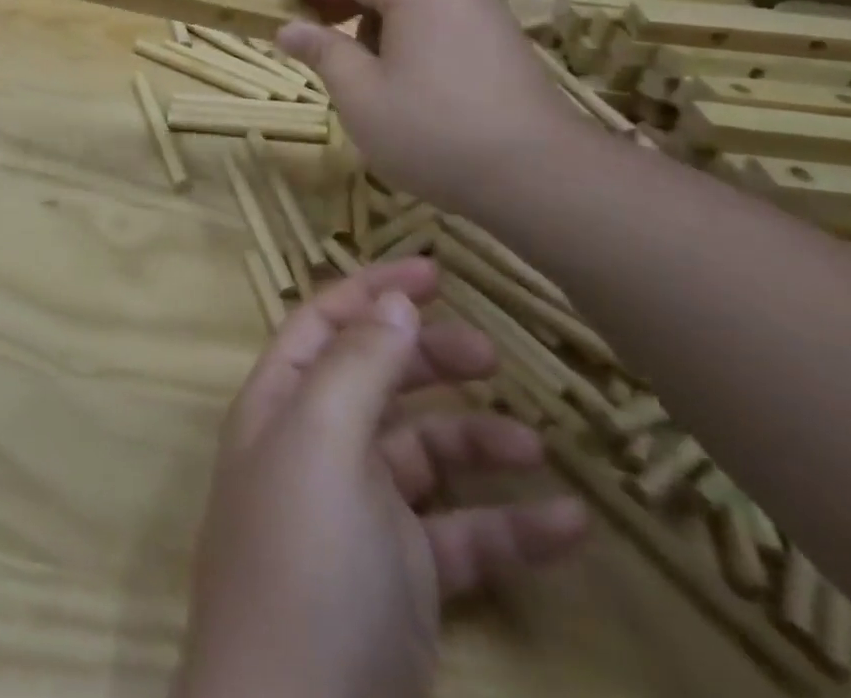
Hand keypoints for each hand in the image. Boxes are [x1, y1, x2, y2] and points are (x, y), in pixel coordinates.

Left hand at [177, 262, 588, 697]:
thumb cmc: (303, 564)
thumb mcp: (322, 443)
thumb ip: (356, 365)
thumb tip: (392, 298)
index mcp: (281, 404)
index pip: (324, 321)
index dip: (373, 286)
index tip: (437, 267)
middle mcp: (314, 448)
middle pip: (375, 378)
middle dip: (427, 357)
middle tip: (491, 354)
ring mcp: (358, 517)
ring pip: (423, 455)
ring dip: (476, 441)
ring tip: (535, 442)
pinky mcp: (402, 584)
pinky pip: (461, 538)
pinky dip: (509, 528)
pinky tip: (569, 526)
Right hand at [276, 0, 588, 208]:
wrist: (541, 178)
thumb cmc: (432, 131)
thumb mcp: (360, 94)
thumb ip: (322, 52)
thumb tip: (286, 28)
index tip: (285, 14)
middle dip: (345, 4)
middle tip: (317, 39)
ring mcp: (486, 13)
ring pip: (416, 1)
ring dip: (378, 22)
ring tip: (362, 68)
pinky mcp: (503, 42)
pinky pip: (443, 22)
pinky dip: (412, 37)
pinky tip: (408, 81)